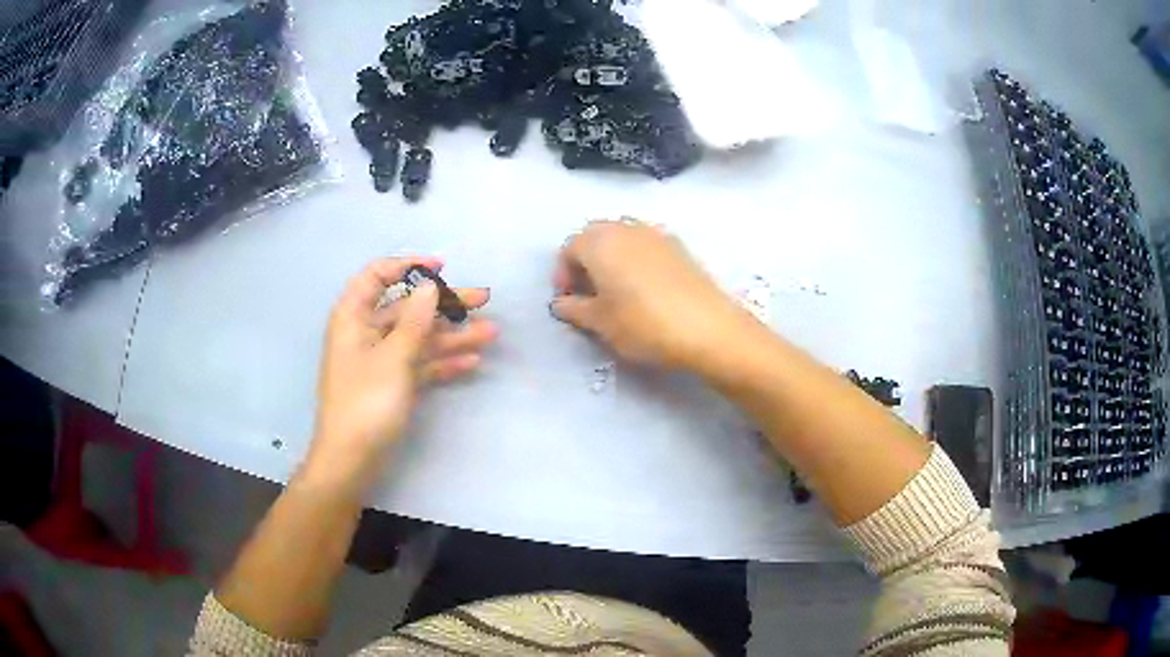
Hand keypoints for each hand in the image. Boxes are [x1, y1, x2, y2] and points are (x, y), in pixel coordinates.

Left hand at [309, 257, 495, 485]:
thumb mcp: (393, 358)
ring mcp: (381, 361)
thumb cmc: (366, 402)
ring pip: (419, 338)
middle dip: (445, 304)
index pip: (376, 276)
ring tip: (491, 334)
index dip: (407, 266)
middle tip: (483, 300)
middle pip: (407, 308)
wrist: (351, 460)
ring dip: (453, 336)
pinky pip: (420, 364)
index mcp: (354, 318)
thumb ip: (414, 321)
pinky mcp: (392, 384)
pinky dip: (443, 362)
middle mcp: (366, 334)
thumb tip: (428, 287)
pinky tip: (472, 361)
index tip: (441, 268)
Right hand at [550, 219, 754, 371]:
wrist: (709, 329)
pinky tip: (643, 291)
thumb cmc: (643, 324)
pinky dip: (635, 262)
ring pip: (622, 240)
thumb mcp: (600, 322)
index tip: (567, 301)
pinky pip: (646, 247)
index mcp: (600, 242)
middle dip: (585, 263)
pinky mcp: (680, 247)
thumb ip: (574, 309)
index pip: (569, 249)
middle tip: (587, 295)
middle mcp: (626, 228)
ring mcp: (656, 234)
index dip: (562, 275)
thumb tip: (561, 303)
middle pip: (595, 238)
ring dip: (611, 261)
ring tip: (615, 294)